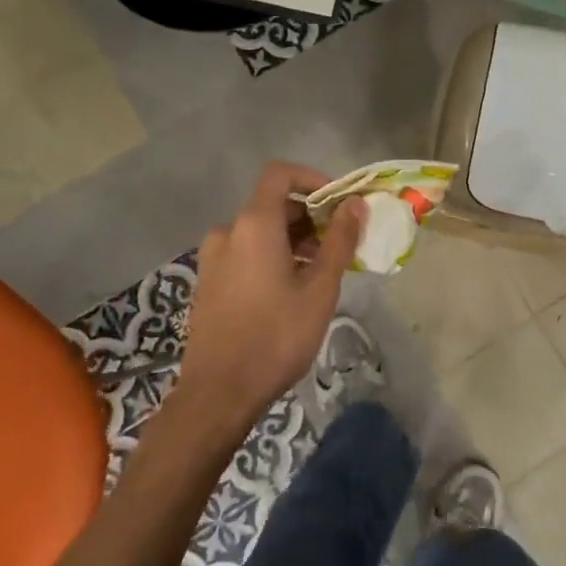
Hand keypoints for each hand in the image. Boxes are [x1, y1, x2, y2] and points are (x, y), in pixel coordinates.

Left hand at [175, 162, 363, 436]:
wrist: (219, 392)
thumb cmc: (276, 335)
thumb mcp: (320, 288)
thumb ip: (340, 239)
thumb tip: (356, 203)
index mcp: (254, 224)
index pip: (280, 174)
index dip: (312, 179)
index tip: (339, 203)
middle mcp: (228, 231)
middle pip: (272, 204)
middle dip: (309, 217)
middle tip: (339, 245)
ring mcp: (213, 257)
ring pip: (259, 231)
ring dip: (292, 239)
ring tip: (320, 272)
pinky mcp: (208, 281)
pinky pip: (244, 252)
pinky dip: (271, 256)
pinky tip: (290, 290)